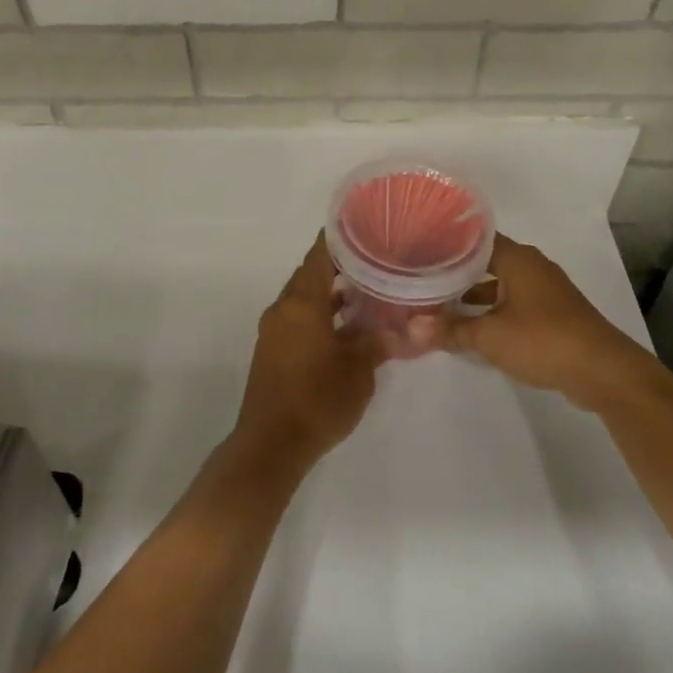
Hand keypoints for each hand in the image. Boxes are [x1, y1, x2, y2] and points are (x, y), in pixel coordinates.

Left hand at [233, 235, 386, 471]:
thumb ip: (377, 343)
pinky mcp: (272, 350)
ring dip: (330, 293)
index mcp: (301, 302)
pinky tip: (346, 326)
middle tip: (374, 260)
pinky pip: (298, 318)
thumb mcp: (358, 371)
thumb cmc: (318, 400)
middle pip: (311, 274)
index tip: (364, 227)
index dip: (340, 238)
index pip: (319, 255)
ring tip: (367, 291)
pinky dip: (320, 314)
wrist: (271, 444)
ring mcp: (274, 330)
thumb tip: (400, 329)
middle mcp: (283, 308)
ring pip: (304, 298)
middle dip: (340, 266)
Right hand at [418, 234, 652, 412]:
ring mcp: (545, 290)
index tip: (420, 248)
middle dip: (456, 271)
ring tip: (440, 303)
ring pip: (500, 284)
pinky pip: (513, 302)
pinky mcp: (553, 313)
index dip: (447, 243)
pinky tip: (473, 327)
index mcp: (517, 258)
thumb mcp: (490, 336)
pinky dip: (493, 310)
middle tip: (422, 277)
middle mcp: (532, 266)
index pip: (475, 238)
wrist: (604, 371)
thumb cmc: (544, 340)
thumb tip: (412, 328)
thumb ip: (451, 329)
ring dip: (474, 294)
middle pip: (486, 261)